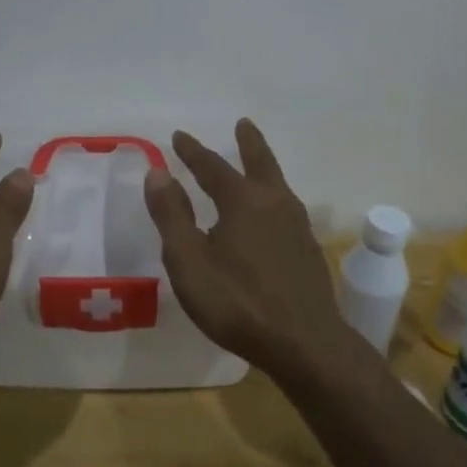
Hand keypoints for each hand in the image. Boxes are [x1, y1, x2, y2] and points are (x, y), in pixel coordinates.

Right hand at [144, 120, 344, 368]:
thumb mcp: (189, 261)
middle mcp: (274, 204)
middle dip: (248, 143)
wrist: (305, 343)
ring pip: (278, 184)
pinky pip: (286, 208)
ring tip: (256, 163)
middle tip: (243, 124)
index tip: (179, 136)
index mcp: (243, 201)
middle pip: (260, 163)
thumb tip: (158, 173)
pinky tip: (271, 214)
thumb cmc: (237, 302)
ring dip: (264, 167)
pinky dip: (273, 196)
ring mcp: (297, 226)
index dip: (193, 152)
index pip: (212, 167)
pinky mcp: (307, 250)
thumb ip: (172, 216)